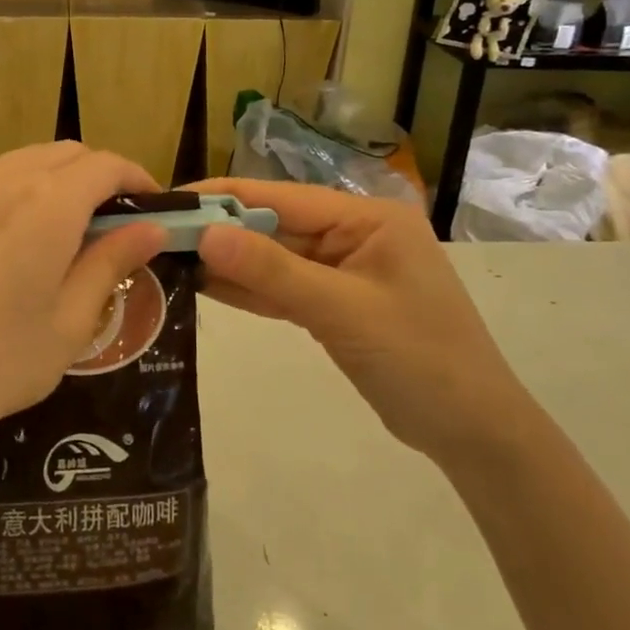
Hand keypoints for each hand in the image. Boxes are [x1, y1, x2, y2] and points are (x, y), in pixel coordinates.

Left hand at [0, 145, 166, 476]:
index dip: (136, 180)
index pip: (107, 166)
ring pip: (20, 160)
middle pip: (66, 155)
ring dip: (50, 180)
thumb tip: (153, 227)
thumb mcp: (70, 322)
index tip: (149, 209)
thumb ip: (112, 262)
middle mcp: (4, 176)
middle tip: (106, 225)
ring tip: (50, 227)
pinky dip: (0, 184)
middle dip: (97, 179)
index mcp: (50, 203)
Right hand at [189, 179, 528, 465]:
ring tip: (168, 257)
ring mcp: (342, 269)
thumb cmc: (420, 360)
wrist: (473, 432)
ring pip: (273, 257)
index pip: (279, 197)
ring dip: (228, 260)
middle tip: (156, 235)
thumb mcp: (343, 311)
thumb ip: (272, 271)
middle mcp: (352, 233)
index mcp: (366, 217)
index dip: (222, 198)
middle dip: (218, 231)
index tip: (168, 200)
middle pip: (273, 225)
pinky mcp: (334, 303)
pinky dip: (248, 288)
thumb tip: (205, 233)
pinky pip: (283, 287)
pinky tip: (204, 284)